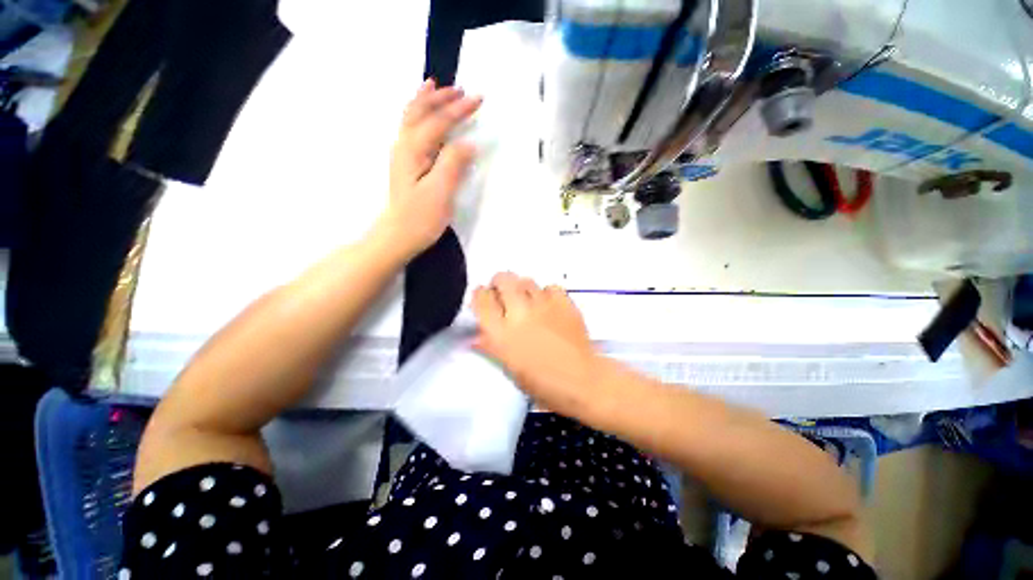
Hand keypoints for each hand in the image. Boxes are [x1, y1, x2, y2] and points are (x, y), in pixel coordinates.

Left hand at [381, 79, 481, 256]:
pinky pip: (411, 128)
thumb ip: (453, 164)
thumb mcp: (440, 192)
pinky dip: (418, 114)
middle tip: (461, 90)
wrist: (398, 235)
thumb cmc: (420, 217)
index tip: (479, 99)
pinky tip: (424, 115)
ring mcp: (402, 153)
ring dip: (426, 100)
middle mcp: (404, 144)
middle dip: (442, 98)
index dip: (459, 109)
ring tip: (436, 86)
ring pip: (412, 117)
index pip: (439, 121)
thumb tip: (469, 143)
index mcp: (414, 149)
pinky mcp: (405, 163)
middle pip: (421, 111)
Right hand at [472, 272, 601, 417]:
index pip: (482, 300)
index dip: (480, 294)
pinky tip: (548, 304)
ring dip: (522, 287)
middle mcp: (520, 314)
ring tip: (527, 299)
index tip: (483, 296)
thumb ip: (491, 347)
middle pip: (503, 280)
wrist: (582, 381)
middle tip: (503, 291)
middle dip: (500, 282)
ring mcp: (543, 306)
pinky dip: (546, 293)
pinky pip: (550, 287)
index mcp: (502, 334)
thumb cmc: (542, 384)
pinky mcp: (564, 303)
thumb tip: (475, 336)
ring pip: (526, 280)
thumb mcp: (509, 369)